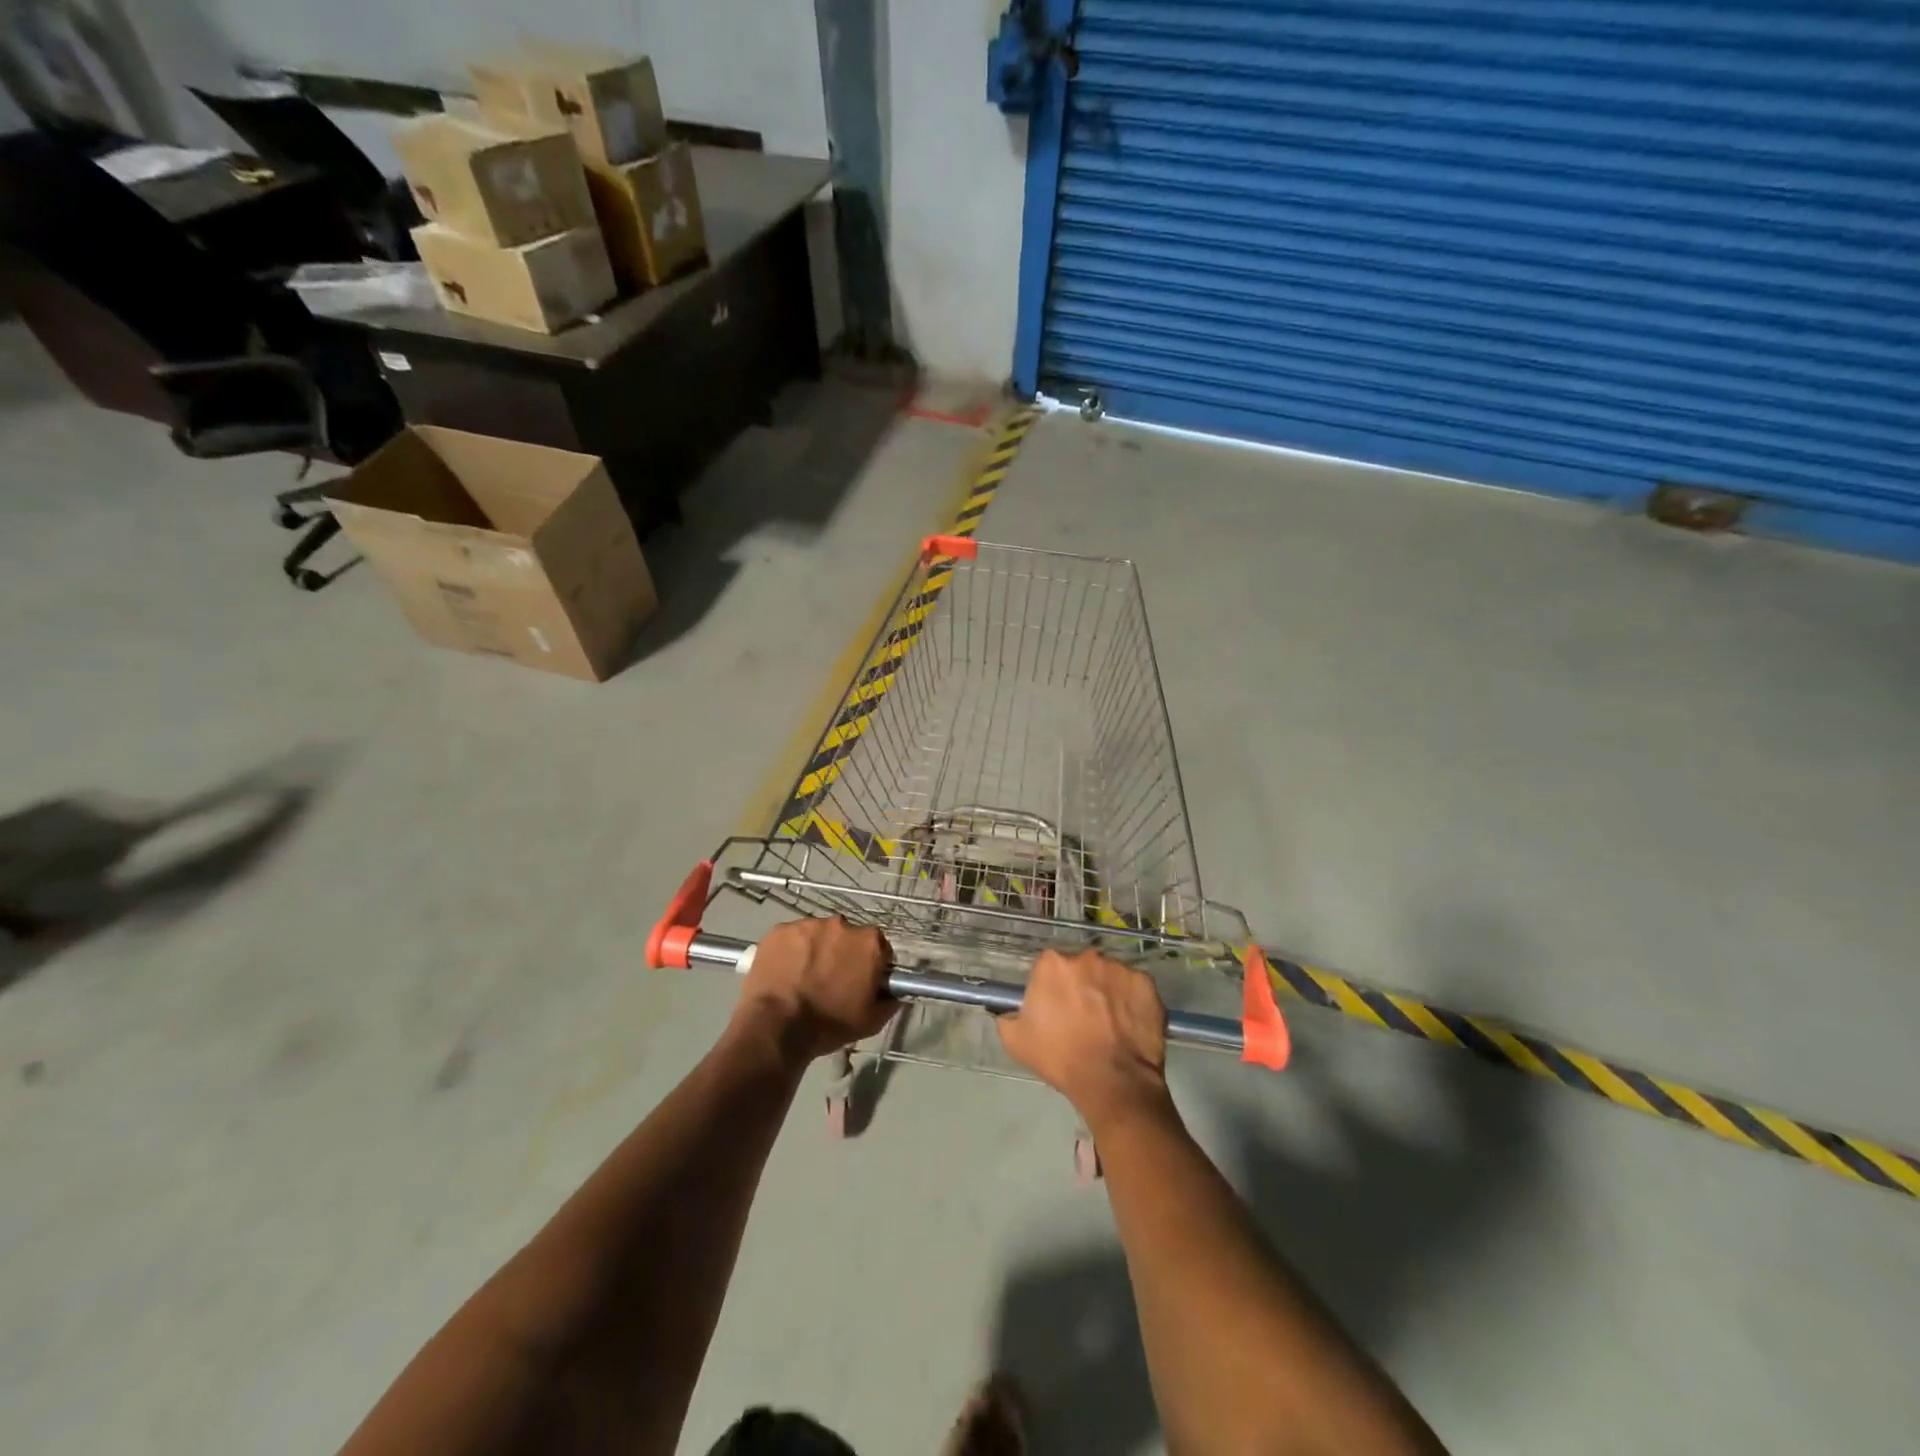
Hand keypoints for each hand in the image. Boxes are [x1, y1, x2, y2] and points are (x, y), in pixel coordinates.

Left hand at [736, 916, 893, 1061]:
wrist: (777, 1026)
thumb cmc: (830, 1024)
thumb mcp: (872, 1021)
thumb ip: (889, 1000)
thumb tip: (893, 993)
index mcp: (869, 942)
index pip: (878, 947)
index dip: (870, 964)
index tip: (861, 980)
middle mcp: (842, 924)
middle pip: (847, 936)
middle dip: (842, 953)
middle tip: (830, 980)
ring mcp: (808, 924)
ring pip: (818, 934)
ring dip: (815, 950)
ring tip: (803, 977)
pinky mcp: (780, 930)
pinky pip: (791, 938)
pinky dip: (790, 951)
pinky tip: (784, 972)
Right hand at [997, 949, 1170, 1128]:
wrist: (1111, 1082)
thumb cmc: (1060, 1058)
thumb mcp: (1015, 1041)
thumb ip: (1006, 1016)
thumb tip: (1006, 1010)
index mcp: (1052, 963)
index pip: (1049, 967)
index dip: (1052, 988)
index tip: (1056, 1009)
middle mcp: (1086, 956)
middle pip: (1080, 966)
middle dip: (1081, 985)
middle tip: (1083, 1016)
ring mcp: (1120, 968)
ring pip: (1109, 975)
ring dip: (1106, 991)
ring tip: (1109, 1023)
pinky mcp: (1146, 983)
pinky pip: (1134, 987)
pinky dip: (1132, 1001)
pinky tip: (1129, 1024)